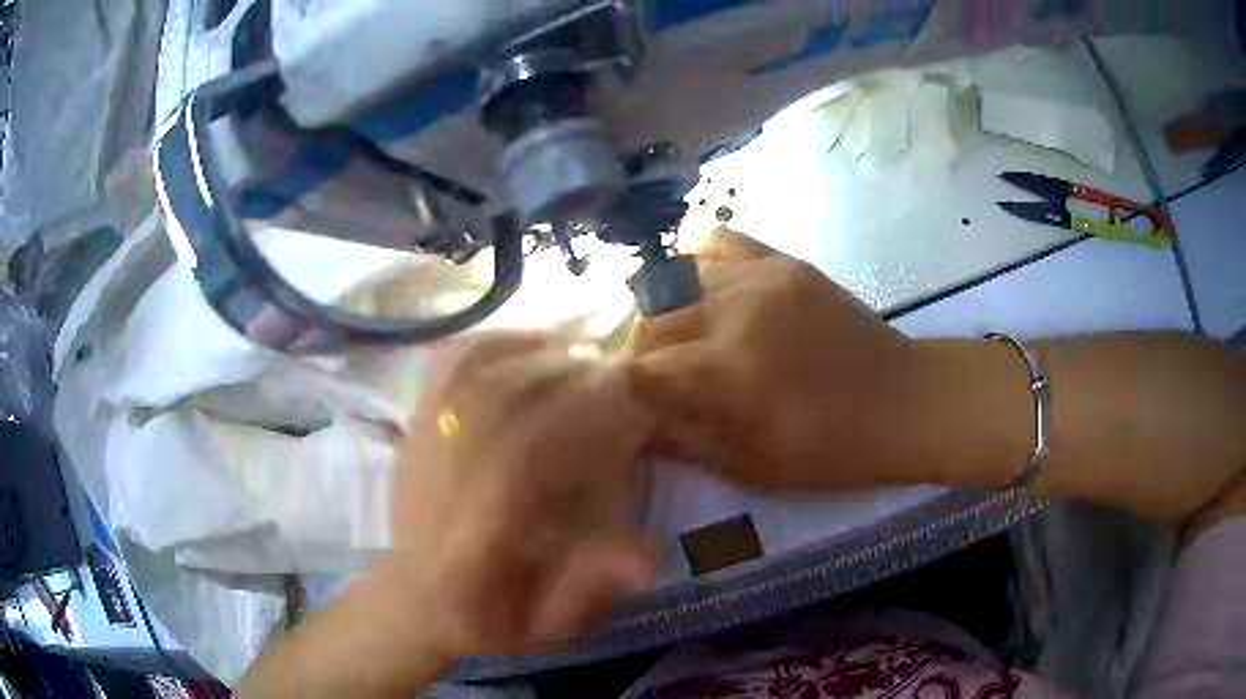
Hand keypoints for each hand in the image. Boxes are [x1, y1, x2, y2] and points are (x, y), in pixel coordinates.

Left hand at [236, 332, 656, 698]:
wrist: (416, 596)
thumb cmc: (488, 617)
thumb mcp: (544, 626)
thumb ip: (587, 589)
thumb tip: (648, 556)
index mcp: (471, 540)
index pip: (524, 460)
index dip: (585, 423)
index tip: (637, 407)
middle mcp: (439, 480)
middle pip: (502, 403)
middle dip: (571, 379)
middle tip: (624, 373)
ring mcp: (421, 444)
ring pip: (477, 374)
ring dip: (538, 353)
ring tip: (587, 352)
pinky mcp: (415, 424)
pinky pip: (452, 364)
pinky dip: (496, 341)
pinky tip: (534, 340)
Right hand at [630, 231, 940, 488]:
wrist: (903, 400)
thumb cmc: (830, 450)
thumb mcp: (751, 465)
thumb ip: (682, 440)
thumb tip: (630, 424)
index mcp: (726, 374)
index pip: (638, 368)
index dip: (624, 388)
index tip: (630, 402)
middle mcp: (733, 313)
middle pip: (649, 320)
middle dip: (641, 352)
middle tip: (657, 376)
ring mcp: (760, 277)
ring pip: (674, 279)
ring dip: (663, 309)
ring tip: (677, 334)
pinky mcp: (783, 261)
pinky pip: (719, 241)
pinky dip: (697, 260)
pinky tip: (702, 286)